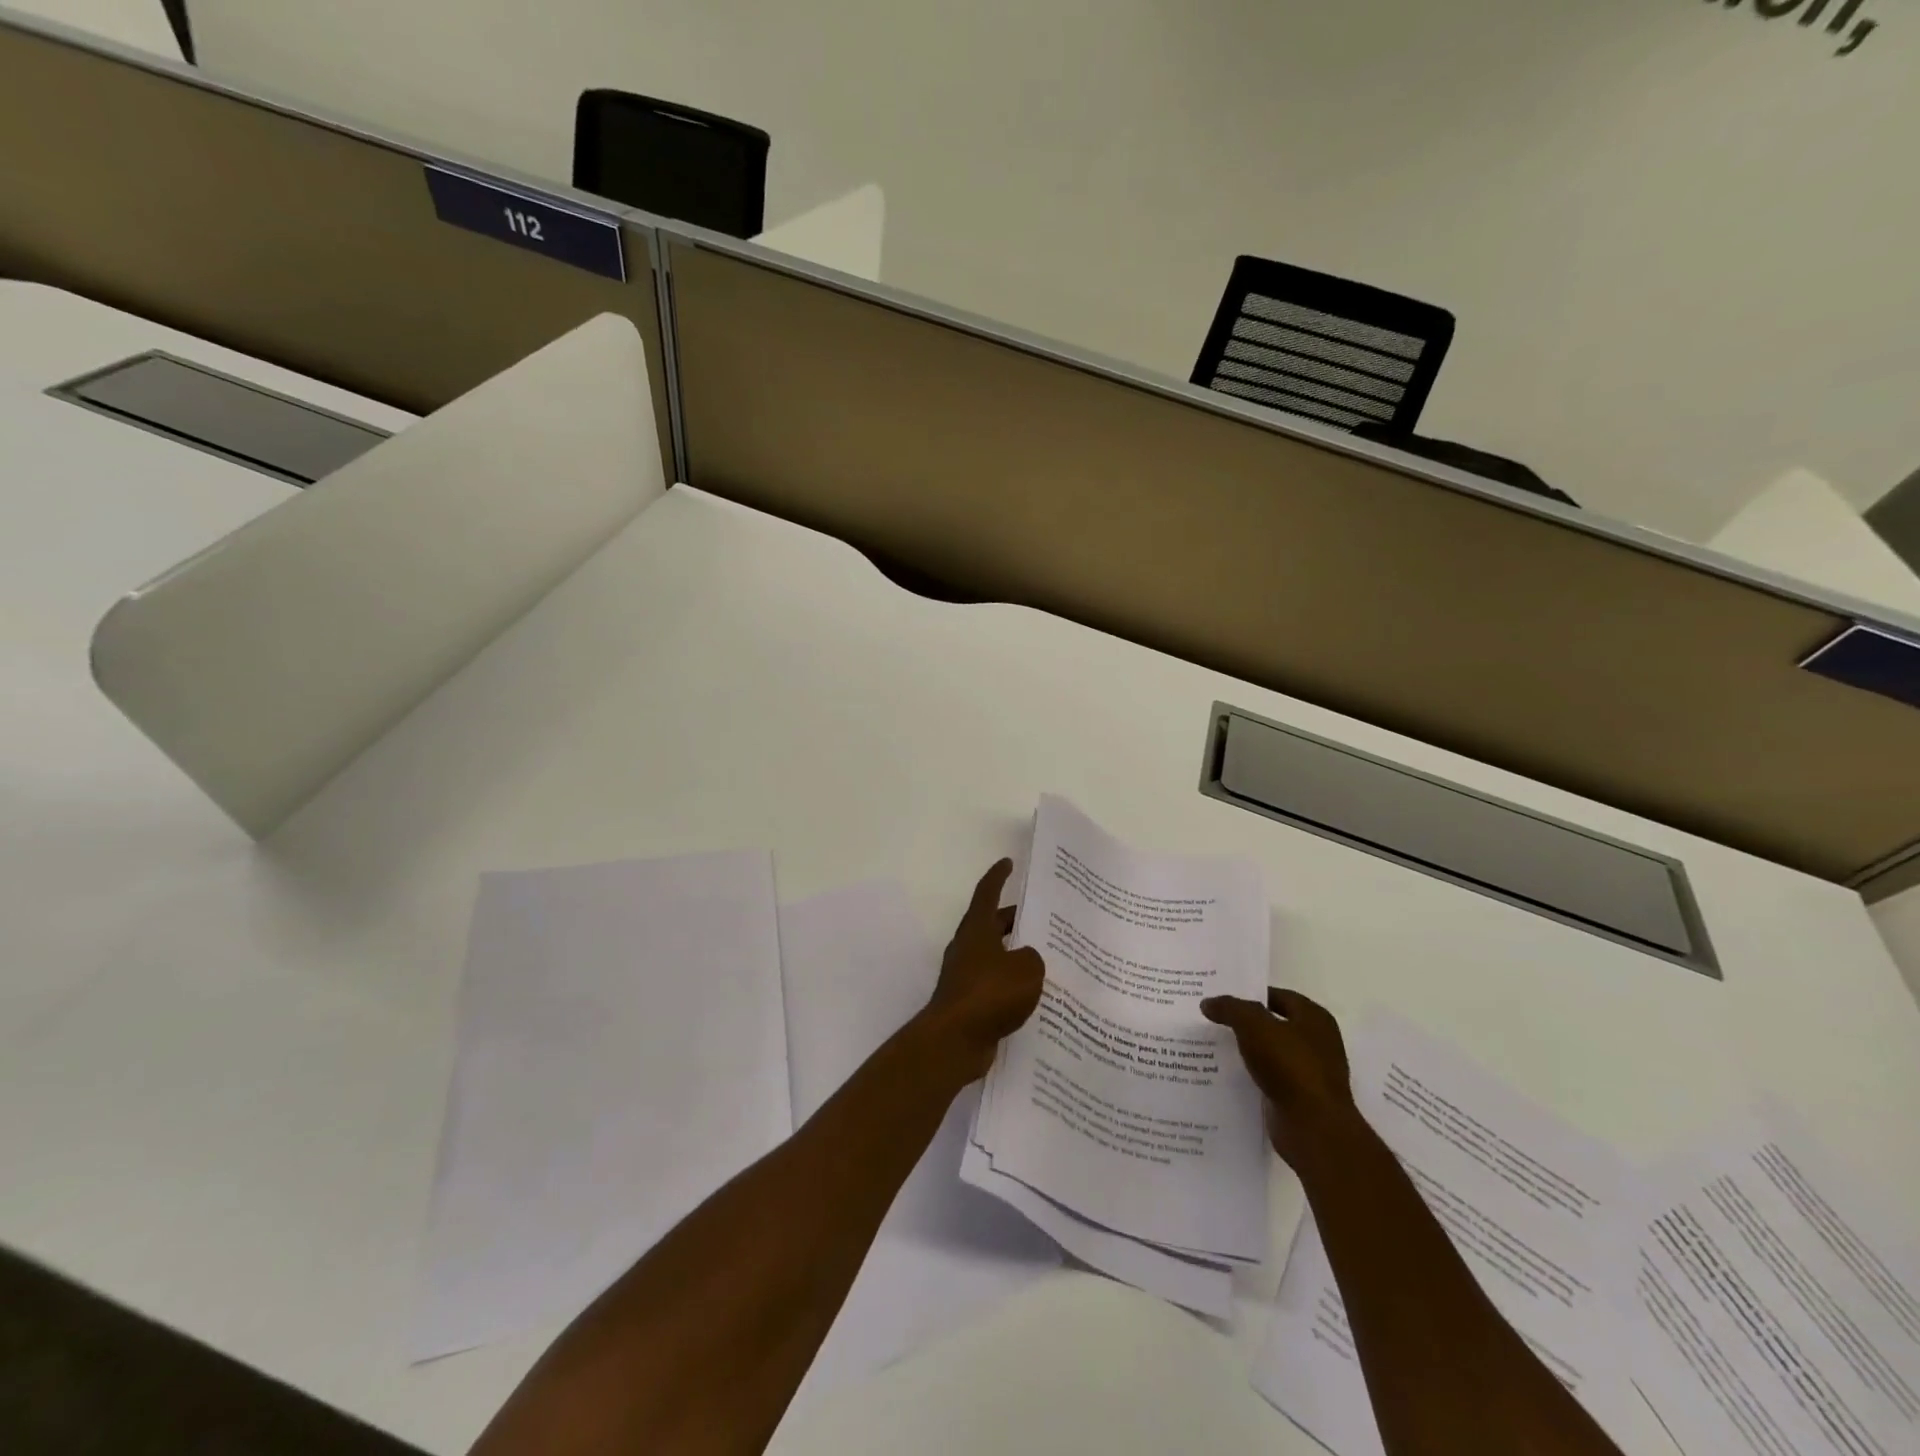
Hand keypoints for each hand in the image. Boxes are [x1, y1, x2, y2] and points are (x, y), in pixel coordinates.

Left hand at [919, 859, 1046, 1083]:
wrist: (954, 1041)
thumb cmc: (989, 994)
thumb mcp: (1027, 969)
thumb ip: (1033, 957)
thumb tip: (1026, 960)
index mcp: (977, 929)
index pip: (987, 893)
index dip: (998, 876)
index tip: (1008, 863)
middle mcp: (967, 947)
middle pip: (992, 924)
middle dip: (1014, 919)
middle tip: (1042, 918)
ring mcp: (965, 976)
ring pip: (994, 955)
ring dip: (1015, 953)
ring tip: (1046, 958)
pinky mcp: (968, 1002)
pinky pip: (994, 983)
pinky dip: (1011, 983)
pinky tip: (1034, 995)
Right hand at [1202, 989, 1356, 1164]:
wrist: (1313, 1127)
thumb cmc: (1290, 1065)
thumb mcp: (1254, 1025)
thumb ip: (1230, 1008)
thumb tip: (1209, 1003)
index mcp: (1315, 1019)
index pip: (1279, 996)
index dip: (1251, 994)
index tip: (1222, 998)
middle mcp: (1317, 1042)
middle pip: (1274, 1024)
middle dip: (1246, 1022)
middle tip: (1213, 1019)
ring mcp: (1310, 1072)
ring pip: (1271, 1053)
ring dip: (1247, 1050)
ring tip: (1213, 1045)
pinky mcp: (1300, 1098)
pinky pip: (1270, 1078)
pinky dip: (1252, 1075)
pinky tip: (1227, 1074)